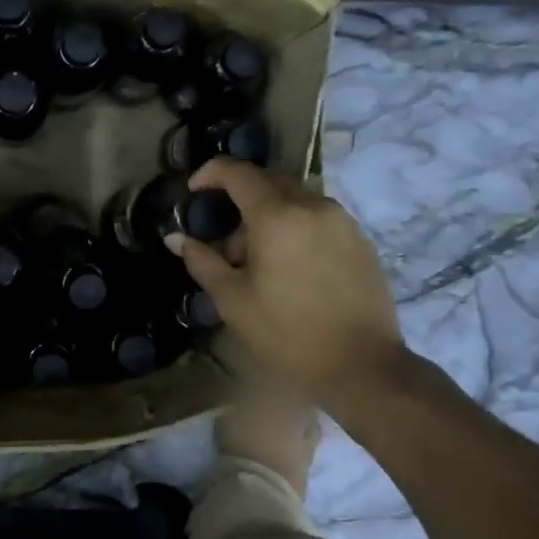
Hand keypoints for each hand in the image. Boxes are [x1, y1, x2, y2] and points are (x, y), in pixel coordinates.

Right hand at [167, 159, 404, 403]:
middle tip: (225, 239)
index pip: (237, 172)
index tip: (193, 192)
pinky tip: (291, 266)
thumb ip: (202, 261)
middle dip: (239, 198)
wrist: (362, 366)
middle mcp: (312, 205)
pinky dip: (295, 226)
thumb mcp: (233, 300)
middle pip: (267, 181)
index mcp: (277, 215)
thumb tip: (176, 238)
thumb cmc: (288, 333)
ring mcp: (341, 220)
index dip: (210, 173)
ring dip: (269, 214)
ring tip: (259, 258)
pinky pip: (318, 216)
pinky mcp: (360, 239)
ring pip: (294, 198)